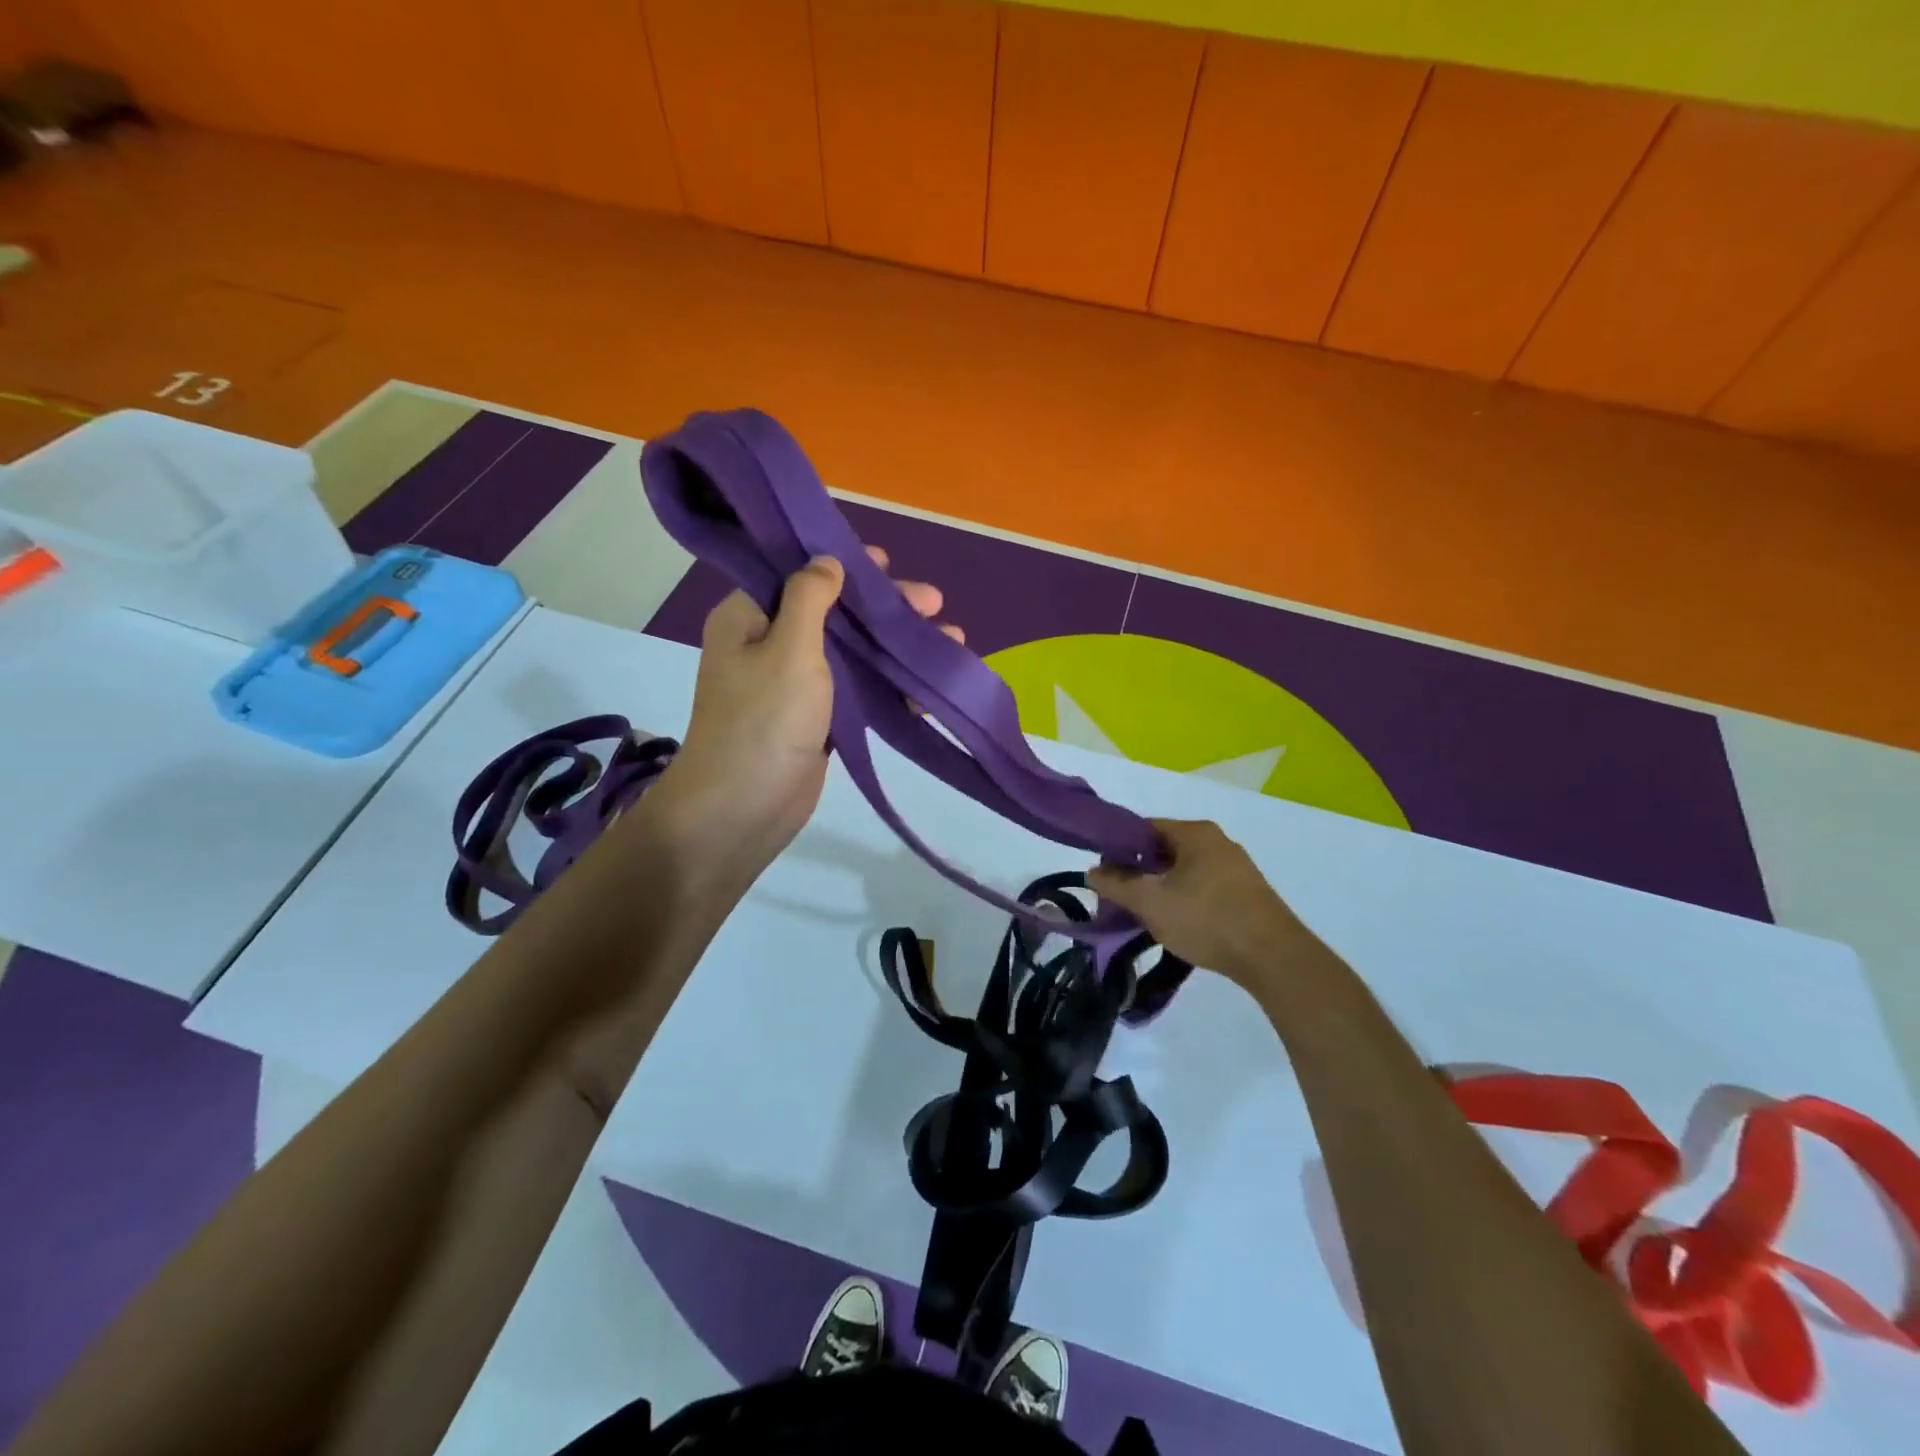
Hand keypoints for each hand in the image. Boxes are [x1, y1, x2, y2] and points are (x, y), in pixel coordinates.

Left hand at [661, 546, 956, 864]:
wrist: (743, 809)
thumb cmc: (764, 721)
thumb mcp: (788, 648)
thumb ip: (810, 598)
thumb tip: (826, 560)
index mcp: (749, 616)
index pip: (798, 573)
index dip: (843, 563)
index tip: (887, 563)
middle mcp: (768, 643)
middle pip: (834, 612)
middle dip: (884, 608)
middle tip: (934, 603)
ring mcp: (793, 684)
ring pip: (851, 651)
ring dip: (895, 646)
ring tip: (951, 640)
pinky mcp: (816, 718)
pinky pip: (856, 688)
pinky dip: (889, 684)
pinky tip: (928, 686)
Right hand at [1088, 819, 1314, 986]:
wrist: (1273, 957)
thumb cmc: (1207, 919)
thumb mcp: (1151, 902)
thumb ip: (1117, 884)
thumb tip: (1093, 872)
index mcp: (1195, 833)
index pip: (1143, 828)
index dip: (1118, 849)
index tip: (1104, 876)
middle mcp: (1217, 841)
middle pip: (1163, 850)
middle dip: (1138, 873)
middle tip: (1120, 899)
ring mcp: (1236, 867)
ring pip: (1183, 871)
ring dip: (1160, 889)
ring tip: (1145, 916)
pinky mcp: (1246, 893)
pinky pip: (1203, 887)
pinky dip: (1183, 900)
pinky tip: (1176, 924)